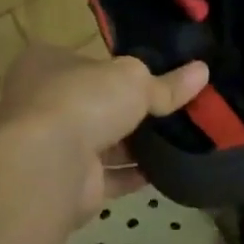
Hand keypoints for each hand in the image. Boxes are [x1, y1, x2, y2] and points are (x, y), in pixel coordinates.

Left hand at [0, 43, 207, 217]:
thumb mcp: (134, 80)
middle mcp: (41, 103)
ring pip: (102, 141)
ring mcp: (52, 146)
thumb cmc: (83, 101)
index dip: (116, 66)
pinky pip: (109, 175)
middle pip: (95, 102)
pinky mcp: (67, 182)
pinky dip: (135, 172)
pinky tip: (168, 167)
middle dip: (130, 108)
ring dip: (135, 144)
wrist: (49, 166)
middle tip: (173, 107)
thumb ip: (167, 82)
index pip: (84, 60)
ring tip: (180, 137)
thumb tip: (202, 70)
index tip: (152, 73)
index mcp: (44, 65)